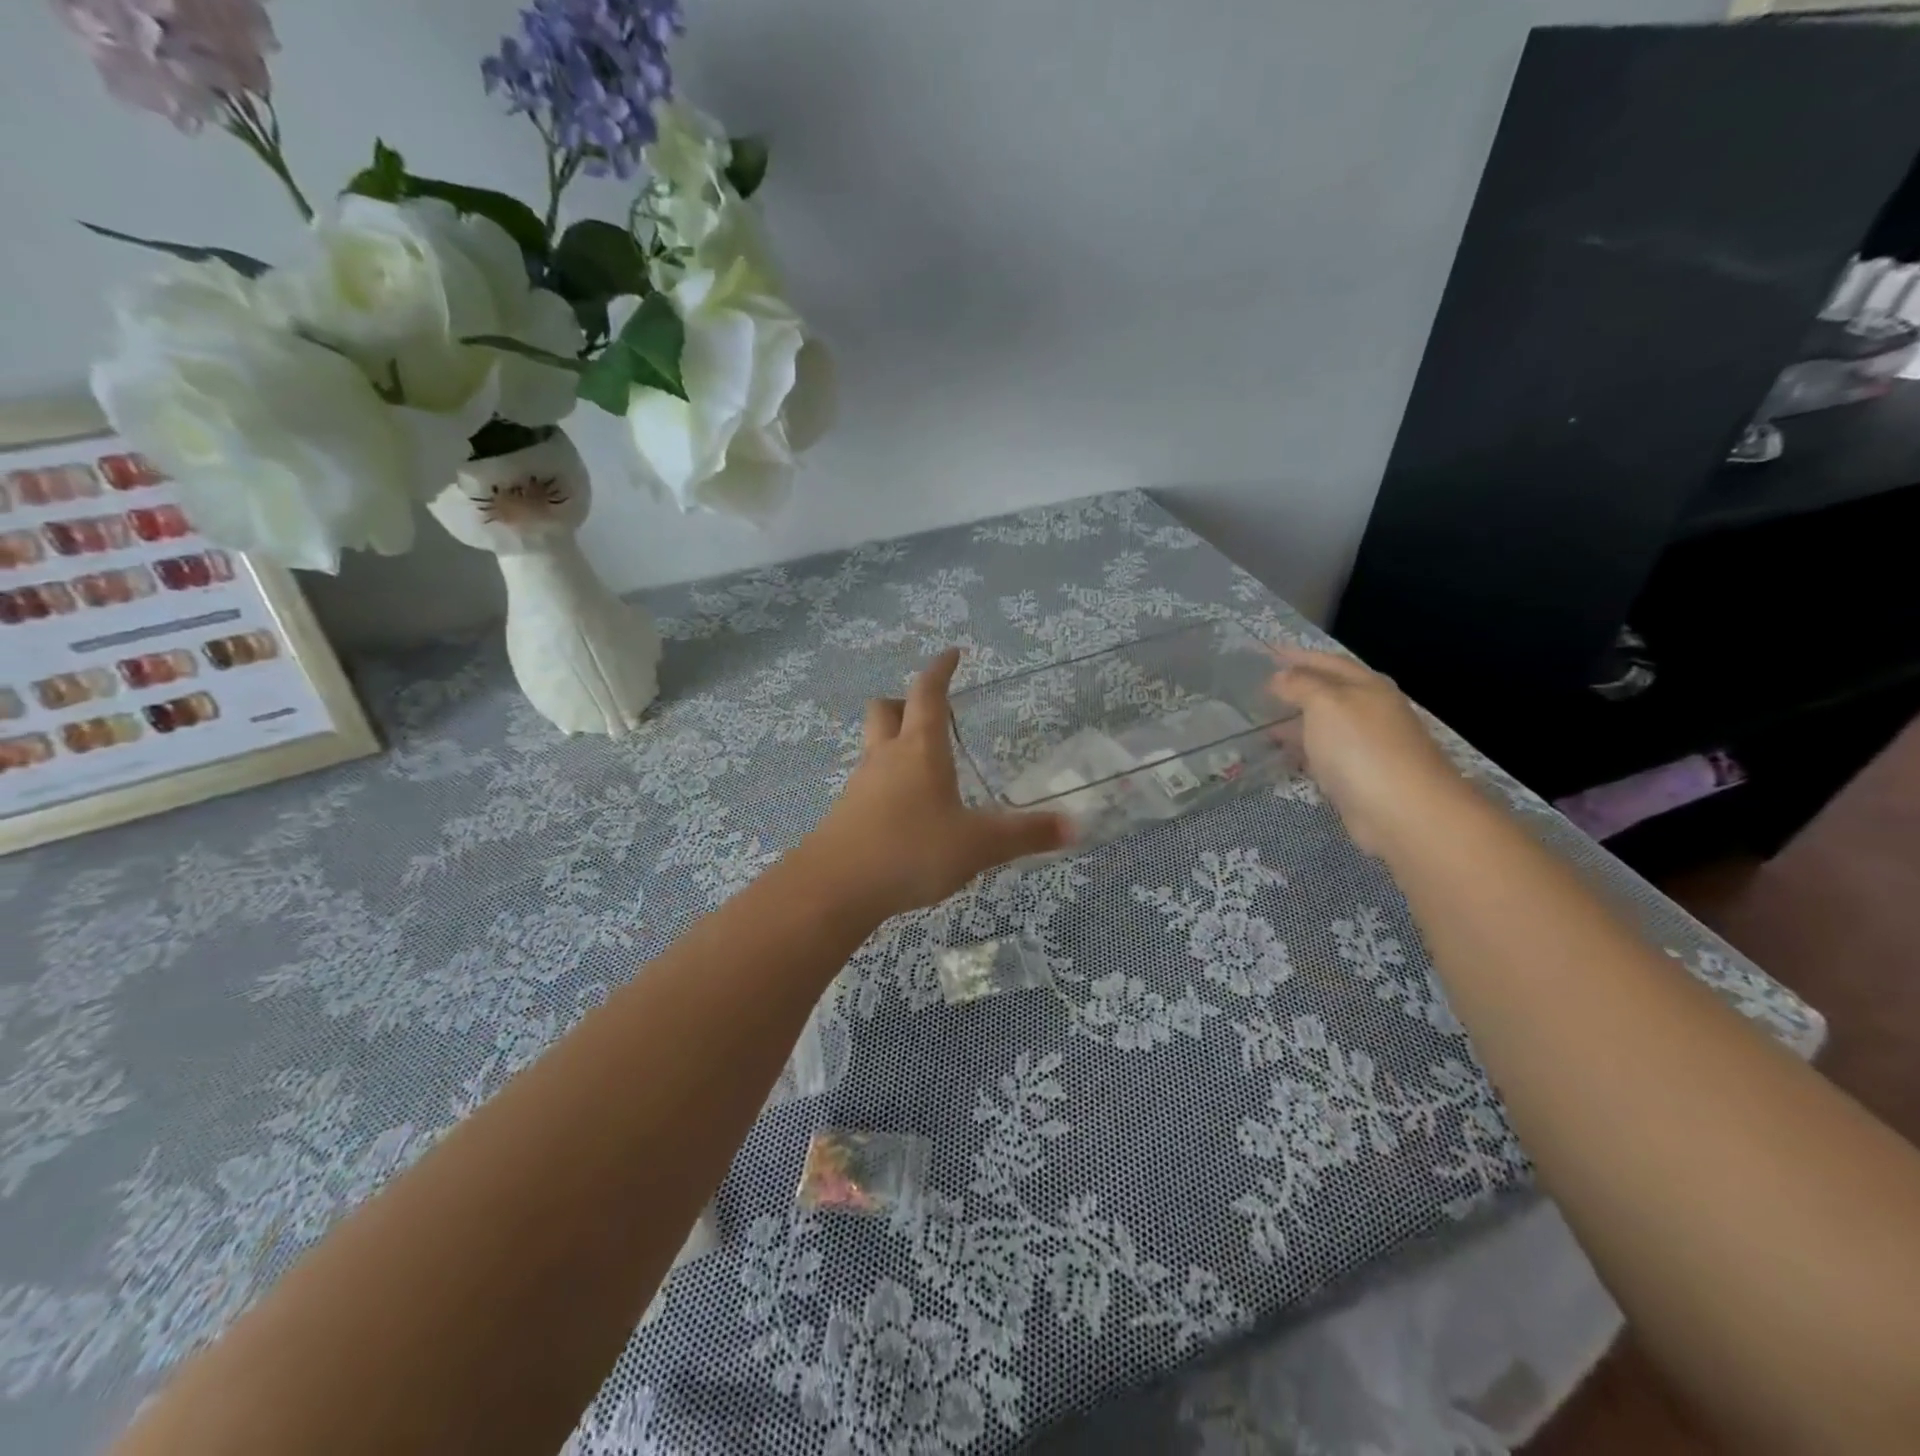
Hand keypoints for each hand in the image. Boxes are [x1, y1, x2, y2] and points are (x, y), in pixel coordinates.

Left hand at [806, 649, 1072, 919]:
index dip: (940, 670)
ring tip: (922, 765)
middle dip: (904, 701)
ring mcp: (861, 784)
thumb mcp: (978, 845)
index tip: (952, 654)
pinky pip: (867, 782)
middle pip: (885, 709)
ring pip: (873, 746)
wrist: (834, 888)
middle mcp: (886, 757)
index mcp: (920, 749)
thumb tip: (1074, 826)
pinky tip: (903, 810)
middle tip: (928, 712)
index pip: (928, 692)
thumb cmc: (911, 850)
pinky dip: (885, 782)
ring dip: (893, 742)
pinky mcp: (846, 813)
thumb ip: (1025, 835)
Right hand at [1269, 646, 1472, 857]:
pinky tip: (1284, 757)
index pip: (1329, 662)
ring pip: (1325, 727)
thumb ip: (1301, 686)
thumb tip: (1281, 677)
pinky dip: (1303, 751)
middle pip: (1329, 694)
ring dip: (1297, 724)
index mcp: (1367, 687)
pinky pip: (1325, 755)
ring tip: (1263, 726)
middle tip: (1260, 691)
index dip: (1299, 656)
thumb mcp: (1326, 704)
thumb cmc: (1361, 748)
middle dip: (1297, 690)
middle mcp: (1371, 712)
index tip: (1269, 653)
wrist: (1402, 811)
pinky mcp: (1360, 777)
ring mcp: (1367, 746)